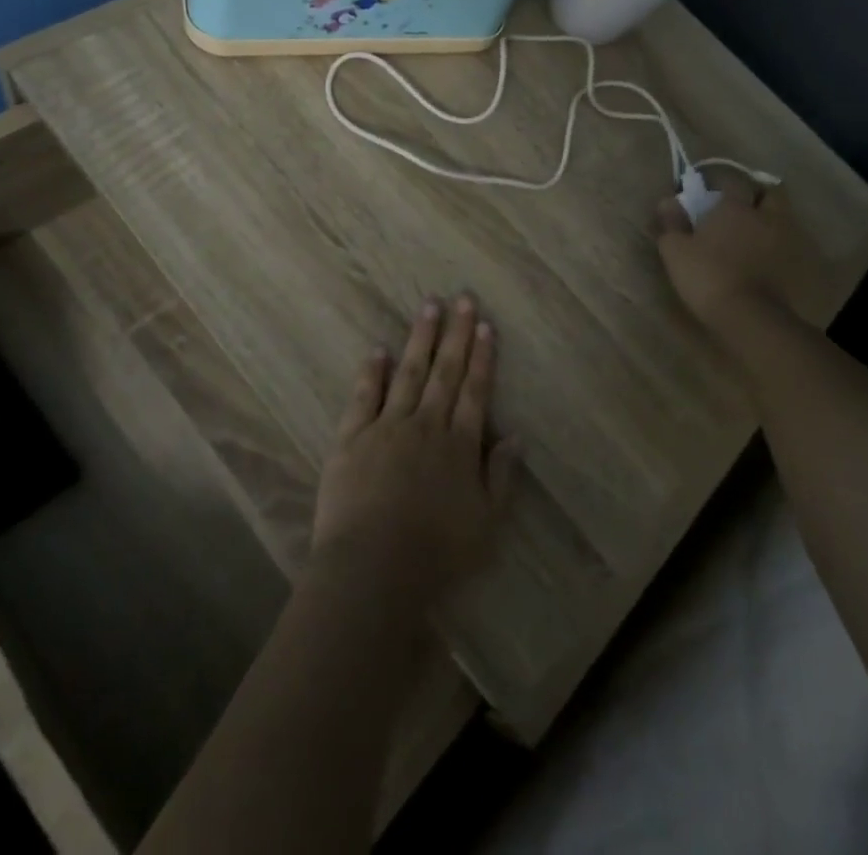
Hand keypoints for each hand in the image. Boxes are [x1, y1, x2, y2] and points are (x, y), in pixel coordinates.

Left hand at [311, 295, 517, 603]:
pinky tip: (378, 349)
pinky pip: (364, 396)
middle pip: (444, 371)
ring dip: (420, 339)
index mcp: (459, 445)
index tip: (485, 325)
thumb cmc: (436, 554)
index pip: (474, 390)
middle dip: (455, 333)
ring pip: (408, 373)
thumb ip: (502, 477)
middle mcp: (426, 425)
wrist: (373, 569)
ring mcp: (387, 427)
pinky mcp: (352, 438)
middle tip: (462, 298)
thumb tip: (515, 435)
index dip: (482, 357)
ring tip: (428, 307)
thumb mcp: (486, 523)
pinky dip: (372, 371)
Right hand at [655, 176, 828, 325]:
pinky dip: (780, 247)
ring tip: (756, 235)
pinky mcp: (796, 266)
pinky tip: (767, 259)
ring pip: (784, 219)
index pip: (733, 182)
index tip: (712, 195)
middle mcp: (765, 217)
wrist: (749, 316)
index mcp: (735, 207)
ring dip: (772, 221)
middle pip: (771, 194)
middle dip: (759, 196)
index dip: (724, 185)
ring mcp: (785, 240)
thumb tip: (667, 201)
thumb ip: (672, 223)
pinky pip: (790, 246)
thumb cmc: (707, 275)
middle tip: (744, 209)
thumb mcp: (675, 250)